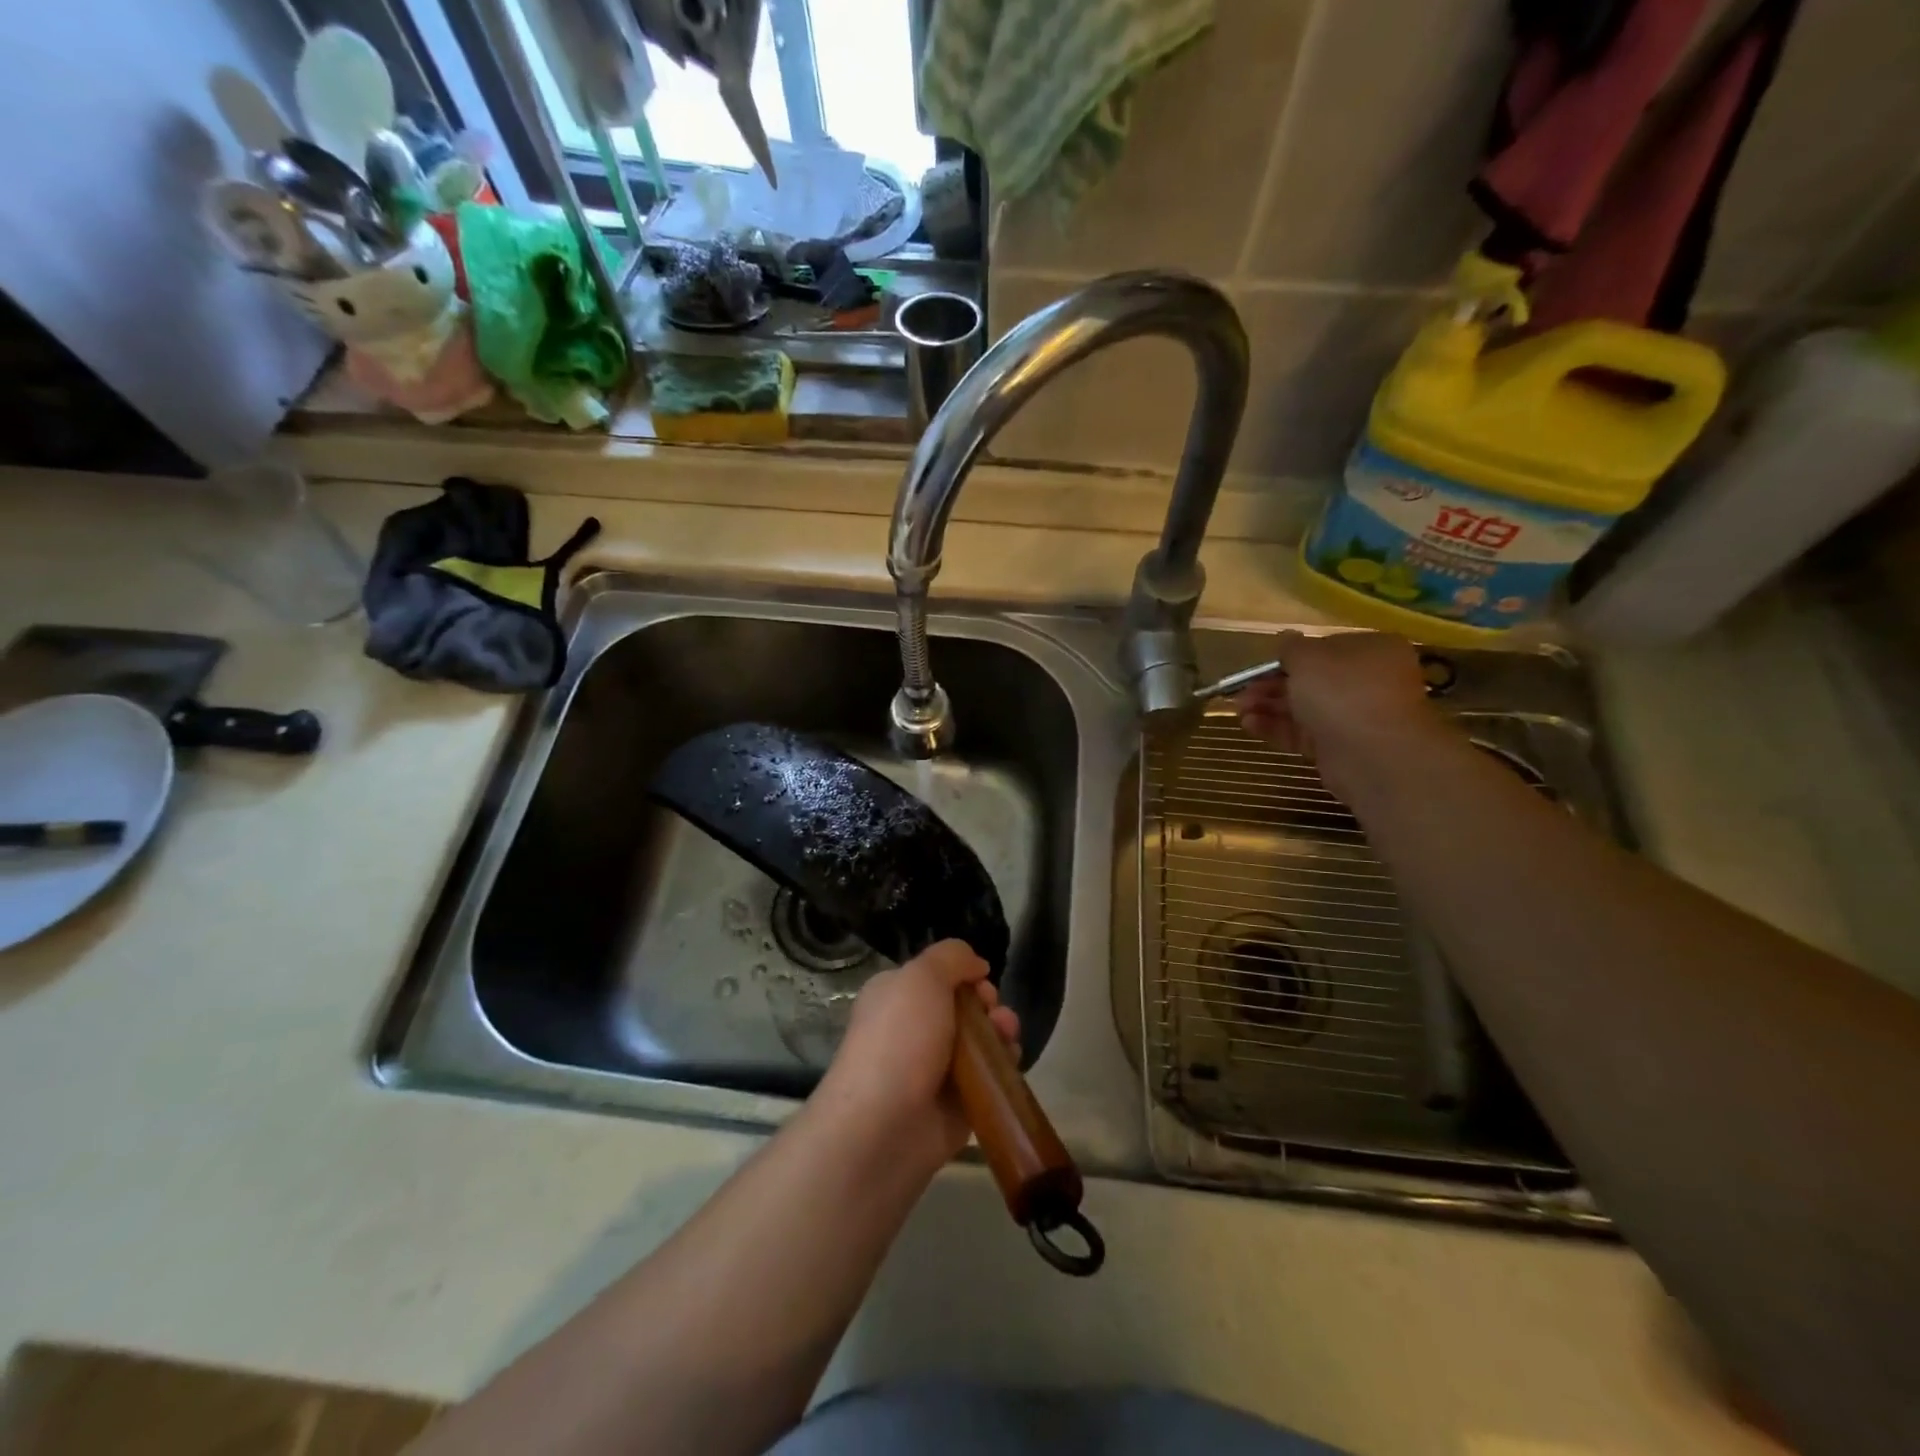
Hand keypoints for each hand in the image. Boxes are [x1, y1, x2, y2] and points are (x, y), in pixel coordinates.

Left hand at [815, 940, 1020, 1171]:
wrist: (885, 1124)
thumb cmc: (900, 1039)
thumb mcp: (922, 976)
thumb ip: (952, 957)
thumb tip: (977, 964)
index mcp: (897, 995)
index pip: (939, 976)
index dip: (966, 974)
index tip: (980, 982)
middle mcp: (914, 1028)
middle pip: (965, 1007)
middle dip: (988, 1004)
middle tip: (995, 1014)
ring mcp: (936, 1068)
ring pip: (981, 1040)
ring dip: (1001, 1032)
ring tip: (1007, 1036)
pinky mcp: (958, 1103)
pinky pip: (988, 1076)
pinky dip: (1002, 1067)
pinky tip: (1008, 1062)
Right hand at [1235, 630, 1450, 800]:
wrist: (1373, 754)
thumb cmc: (1343, 691)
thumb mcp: (1309, 657)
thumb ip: (1291, 647)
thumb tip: (1285, 638)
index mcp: (1371, 650)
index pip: (1326, 648)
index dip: (1290, 656)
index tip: (1260, 665)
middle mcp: (1367, 681)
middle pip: (1311, 680)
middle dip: (1271, 685)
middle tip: (1241, 691)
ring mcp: (1354, 717)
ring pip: (1303, 708)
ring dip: (1269, 707)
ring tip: (1239, 710)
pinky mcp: (1339, 747)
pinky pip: (1303, 733)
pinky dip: (1276, 728)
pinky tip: (1249, 725)